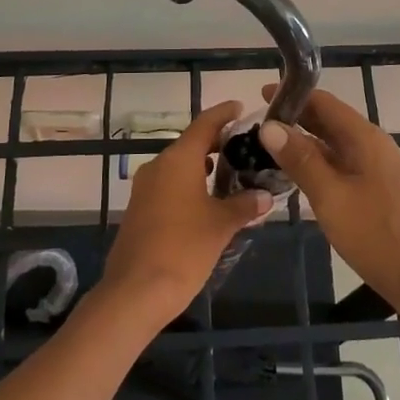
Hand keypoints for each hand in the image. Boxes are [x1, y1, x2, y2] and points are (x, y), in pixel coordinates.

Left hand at [99, 100, 272, 324]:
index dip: (223, 114)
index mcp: (178, 160)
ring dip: (202, 167)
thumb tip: (264, 196)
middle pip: (190, 145)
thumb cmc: (183, 249)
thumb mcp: (221, 226)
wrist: (135, 292)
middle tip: (244, 147)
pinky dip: (189, 186)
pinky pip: (168, 186)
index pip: (204, 124)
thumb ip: (244, 205)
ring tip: (231, 175)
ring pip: (178, 167)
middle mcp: (158, 166)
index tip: (240, 107)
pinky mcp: (139, 210)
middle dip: (216, 144)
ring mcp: (144, 189)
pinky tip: (207, 203)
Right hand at [258, 85, 399, 325]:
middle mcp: (372, 146)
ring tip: (270, 151)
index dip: (293, 96)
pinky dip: (319, 165)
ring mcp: (378, 170)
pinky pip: (343, 167)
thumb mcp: (332, 197)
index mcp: (363, 138)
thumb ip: (301, 160)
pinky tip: (301, 180)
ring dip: (305, 144)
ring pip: (335, 146)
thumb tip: (269, 125)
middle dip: (295, 119)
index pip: (323, 102)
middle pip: (329, 121)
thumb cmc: (379, 235)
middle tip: (257, 127)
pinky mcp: (379, 193)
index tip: (259, 98)